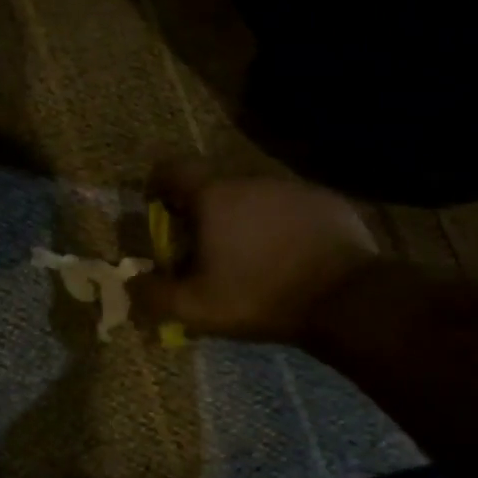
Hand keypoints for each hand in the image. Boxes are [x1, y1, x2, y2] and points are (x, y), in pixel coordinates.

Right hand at [136, 159, 380, 342]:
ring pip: (253, 197)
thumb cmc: (259, 297)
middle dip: (201, 212)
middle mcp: (251, 178)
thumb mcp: (195, 308)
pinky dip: (280, 226)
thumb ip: (153, 295)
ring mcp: (292, 187)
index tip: (158, 210)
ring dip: (243, 219)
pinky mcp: (326, 201)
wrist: (346, 298)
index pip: (171, 168)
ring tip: (249, 258)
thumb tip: (130, 283)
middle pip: (213, 186)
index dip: (157, 185)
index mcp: (214, 196)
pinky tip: (288, 257)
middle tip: (203, 250)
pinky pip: (289, 208)